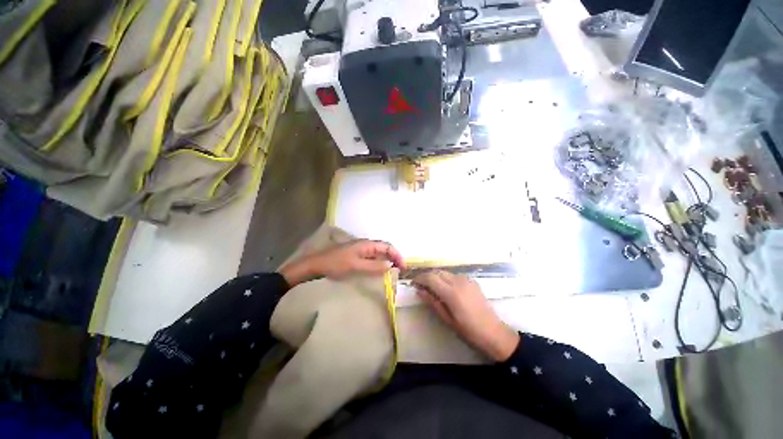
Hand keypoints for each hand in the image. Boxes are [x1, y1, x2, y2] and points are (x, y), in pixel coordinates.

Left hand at [279, 240, 404, 285]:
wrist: (315, 265)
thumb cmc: (335, 264)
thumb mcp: (356, 266)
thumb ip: (374, 265)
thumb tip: (390, 265)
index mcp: (366, 244)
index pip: (387, 246)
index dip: (397, 255)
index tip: (403, 267)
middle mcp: (365, 244)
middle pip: (384, 248)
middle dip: (393, 257)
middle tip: (400, 269)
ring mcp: (359, 249)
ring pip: (377, 252)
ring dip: (386, 259)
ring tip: (392, 270)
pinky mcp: (354, 255)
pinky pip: (371, 257)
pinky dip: (378, 262)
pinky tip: (378, 270)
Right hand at [413, 270, 519, 361]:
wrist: (494, 333)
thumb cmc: (468, 331)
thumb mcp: (447, 319)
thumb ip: (432, 302)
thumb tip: (419, 291)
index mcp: (451, 292)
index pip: (430, 278)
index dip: (420, 278)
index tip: (413, 283)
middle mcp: (458, 281)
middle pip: (437, 272)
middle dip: (427, 276)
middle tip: (421, 285)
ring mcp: (467, 280)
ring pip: (446, 272)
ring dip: (437, 277)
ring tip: (433, 287)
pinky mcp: (473, 281)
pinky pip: (455, 275)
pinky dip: (447, 278)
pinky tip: (447, 288)